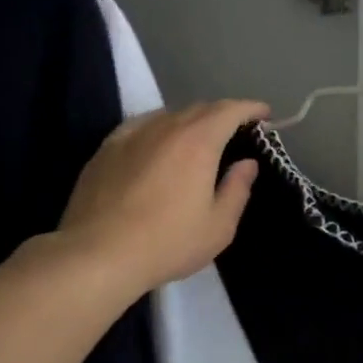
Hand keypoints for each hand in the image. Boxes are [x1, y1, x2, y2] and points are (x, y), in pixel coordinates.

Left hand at [59, 101, 266, 295]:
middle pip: (199, 109)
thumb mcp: (218, 227)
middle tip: (235, 133)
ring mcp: (131, 134)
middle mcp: (165, 127)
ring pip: (168, 116)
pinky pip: (140, 127)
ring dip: (189, 122)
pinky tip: (156, 146)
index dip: (250, 109)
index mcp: (198, 141)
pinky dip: (158, 130)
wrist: (97, 254)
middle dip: (222, 115)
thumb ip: (237, 189)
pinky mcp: (105, 148)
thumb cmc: (167, 243)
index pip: (230, 110)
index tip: (264, 115)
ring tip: (196, 141)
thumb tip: (247, 164)